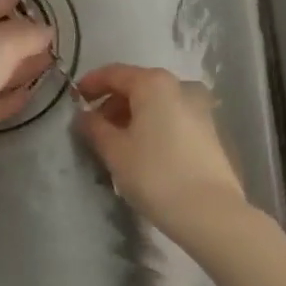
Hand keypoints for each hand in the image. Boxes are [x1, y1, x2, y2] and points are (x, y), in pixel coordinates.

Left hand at [0, 0, 52, 185]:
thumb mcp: (1, 47)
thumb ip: (27, 35)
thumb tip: (46, 29)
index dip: (13, 1)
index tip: (36, 2)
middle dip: (22, 36)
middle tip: (52, 38)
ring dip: (21, 66)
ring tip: (50, 63)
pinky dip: (11, 96)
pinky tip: (30, 95)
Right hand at [75, 64, 248, 243]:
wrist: (210, 213)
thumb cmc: (155, 174)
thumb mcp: (115, 151)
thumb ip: (94, 128)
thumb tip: (83, 115)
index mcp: (153, 83)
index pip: (114, 73)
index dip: (91, 84)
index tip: (74, 99)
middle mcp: (178, 86)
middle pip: (136, 86)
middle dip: (112, 103)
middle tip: (93, 127)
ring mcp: (198, 108)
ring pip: (155, 104)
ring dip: (131, 116)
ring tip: (116, 143)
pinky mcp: (208, 131)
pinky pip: (171, 118)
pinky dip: (152, 126)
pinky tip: (142, 152)